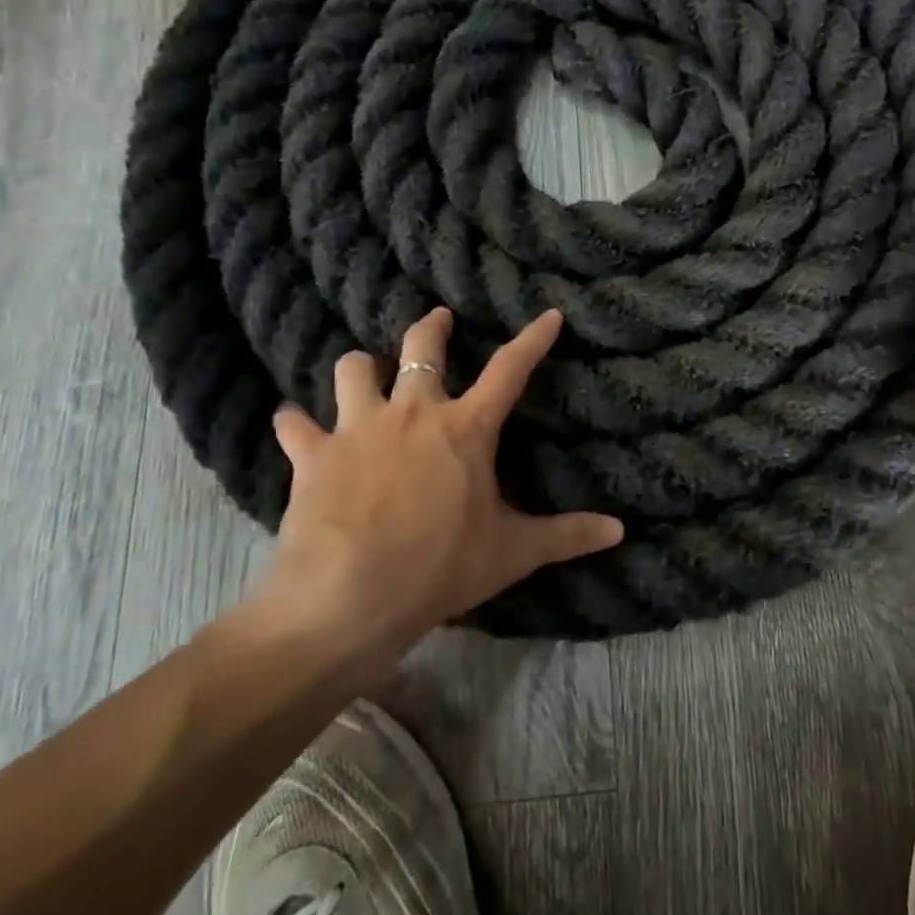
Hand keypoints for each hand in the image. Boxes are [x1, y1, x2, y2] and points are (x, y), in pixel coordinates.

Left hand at [243, 307, 623, 667]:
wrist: (346, 600)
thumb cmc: (439, 568)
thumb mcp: (512, 553)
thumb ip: (566, 536)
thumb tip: (619, 531)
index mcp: (465, 428)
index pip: (510, 370)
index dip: (533, 339)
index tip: (549, 314)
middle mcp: (412, 413)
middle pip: (421, 349)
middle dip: (432, 328)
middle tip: (439, 319)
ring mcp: (358, 428)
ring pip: (353, 370)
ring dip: (359, 367)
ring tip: (362, 371)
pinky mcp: (313, 455)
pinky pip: (296, 425)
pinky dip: (296, 424)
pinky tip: (294, 426)